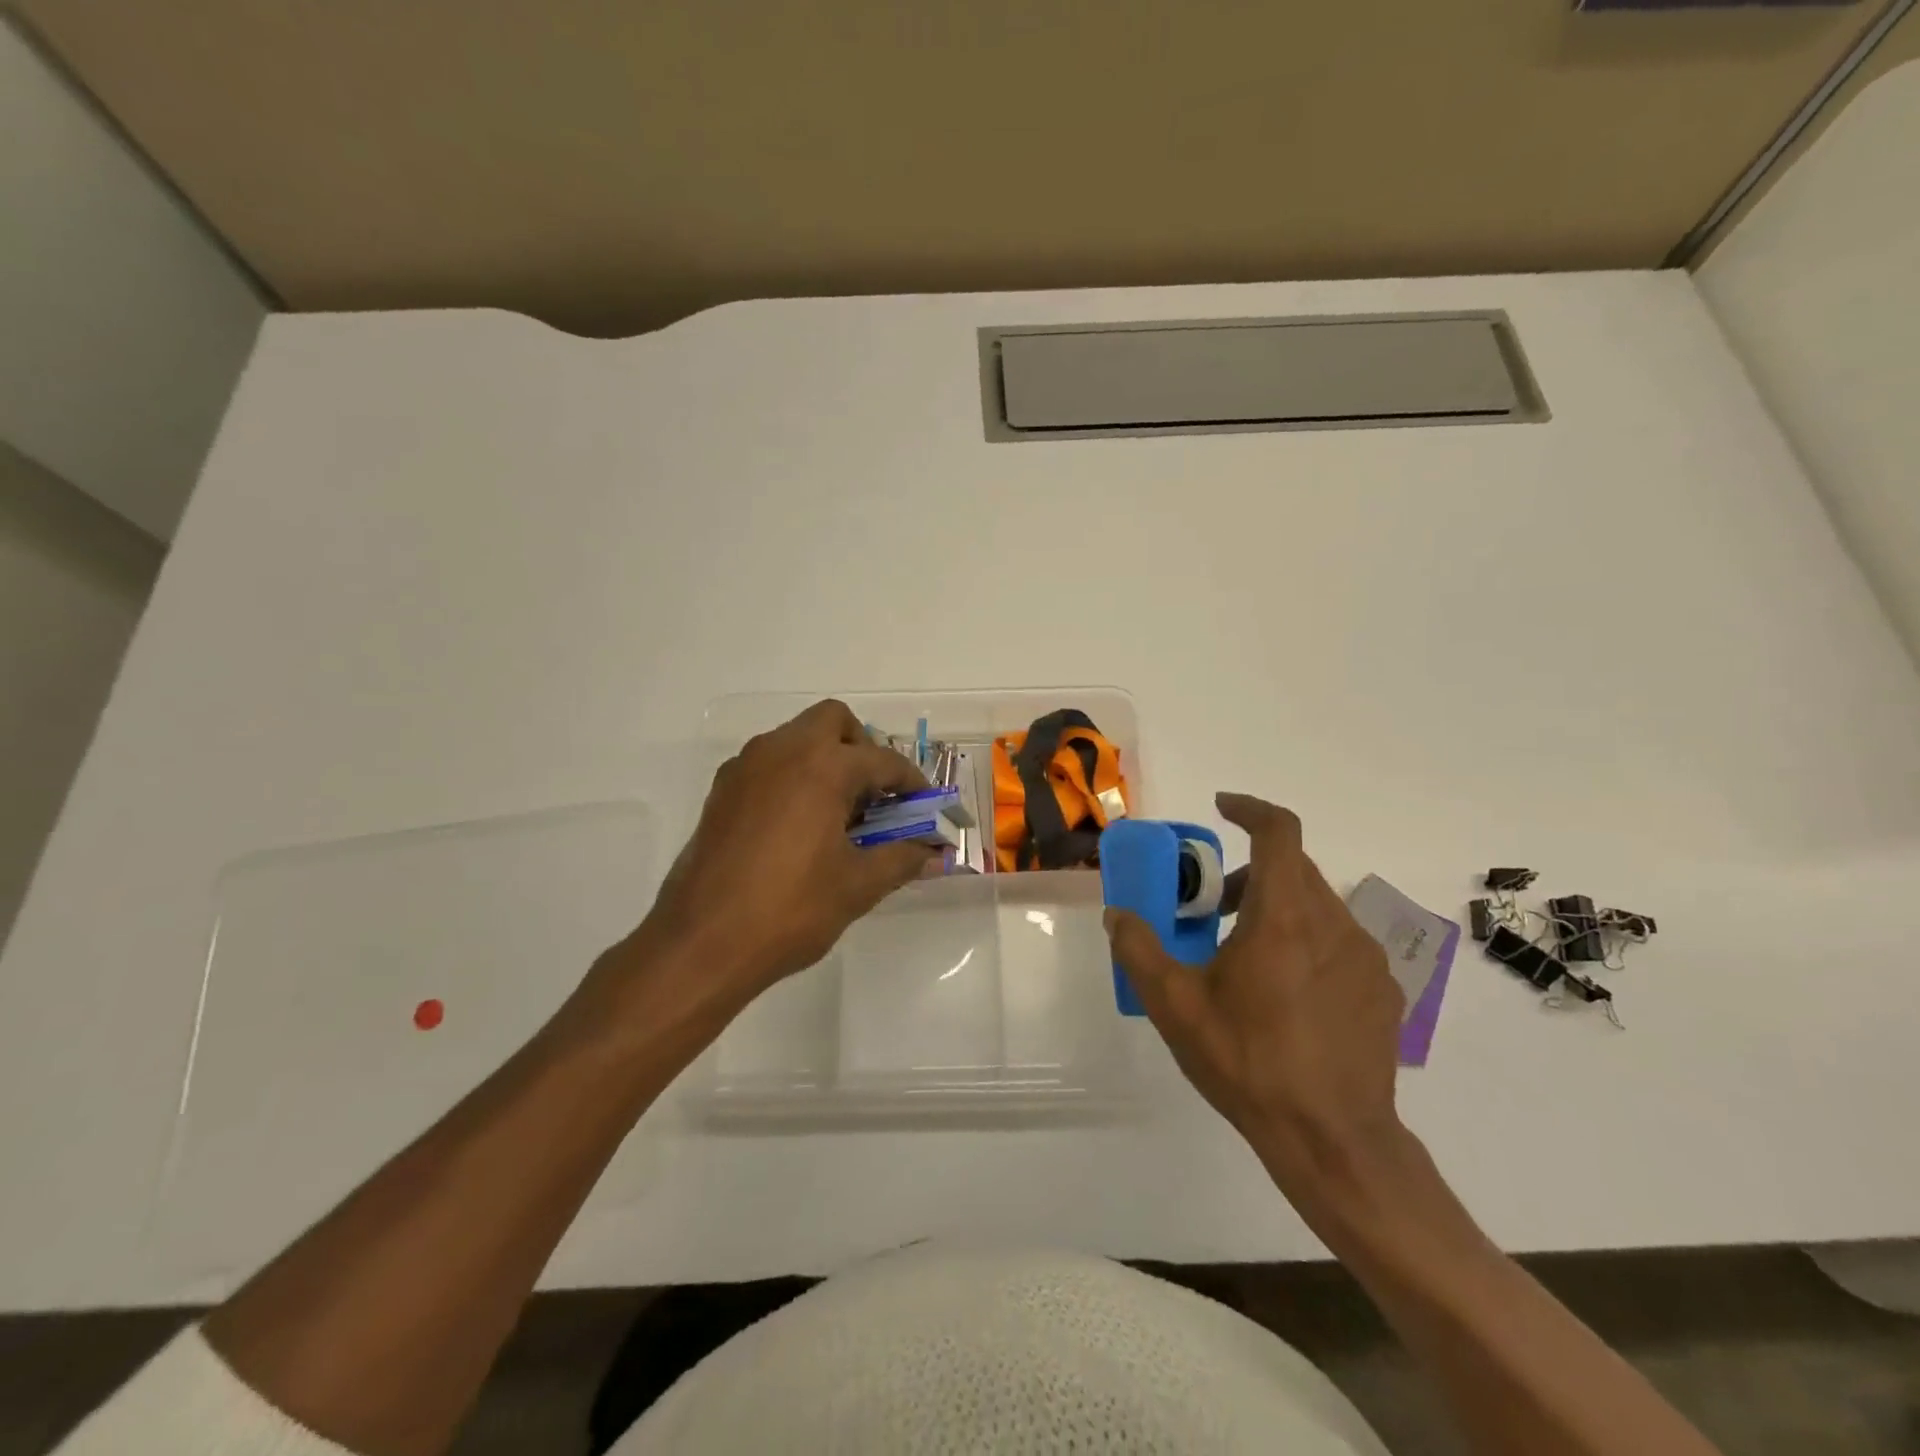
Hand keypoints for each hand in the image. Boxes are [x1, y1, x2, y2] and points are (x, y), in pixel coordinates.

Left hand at [633, 700, 939, 1007]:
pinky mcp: (722, 791)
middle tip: (875, 795)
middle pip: (833, 721)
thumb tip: (935, 853)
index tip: (923, 805)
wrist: (701, 943)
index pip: (882, 760)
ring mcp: (745, 767)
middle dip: (862, 749)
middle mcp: (781, 751)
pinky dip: (794, 776)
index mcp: (822, 766)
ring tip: (839, 814)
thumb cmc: (790, 909)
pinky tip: (800, 826)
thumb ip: (902, 859)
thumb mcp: (858, 886)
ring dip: (825, 760)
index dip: (910, 782)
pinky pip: (769, 763)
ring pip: (796, 738)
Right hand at [1105, 793, 1407, 1203]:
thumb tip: (1117, 914)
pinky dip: (1307, 942)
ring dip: (1278, 908)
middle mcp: (1332, 923)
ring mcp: (1365, 958)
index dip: (1250, 809)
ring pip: (1317, 905)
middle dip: (1250, 873)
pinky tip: (1287, 994)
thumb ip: (1139, 949)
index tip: (1222, 808)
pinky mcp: (1382, 990)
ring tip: (1245, 955)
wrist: (1333, 1141)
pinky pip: (1339, 943)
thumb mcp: (1174, 1006)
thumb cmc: (1248, 1062)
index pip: (1280, 832)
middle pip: (1293, 868)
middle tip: (1214, 906)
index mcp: (1283, 917)